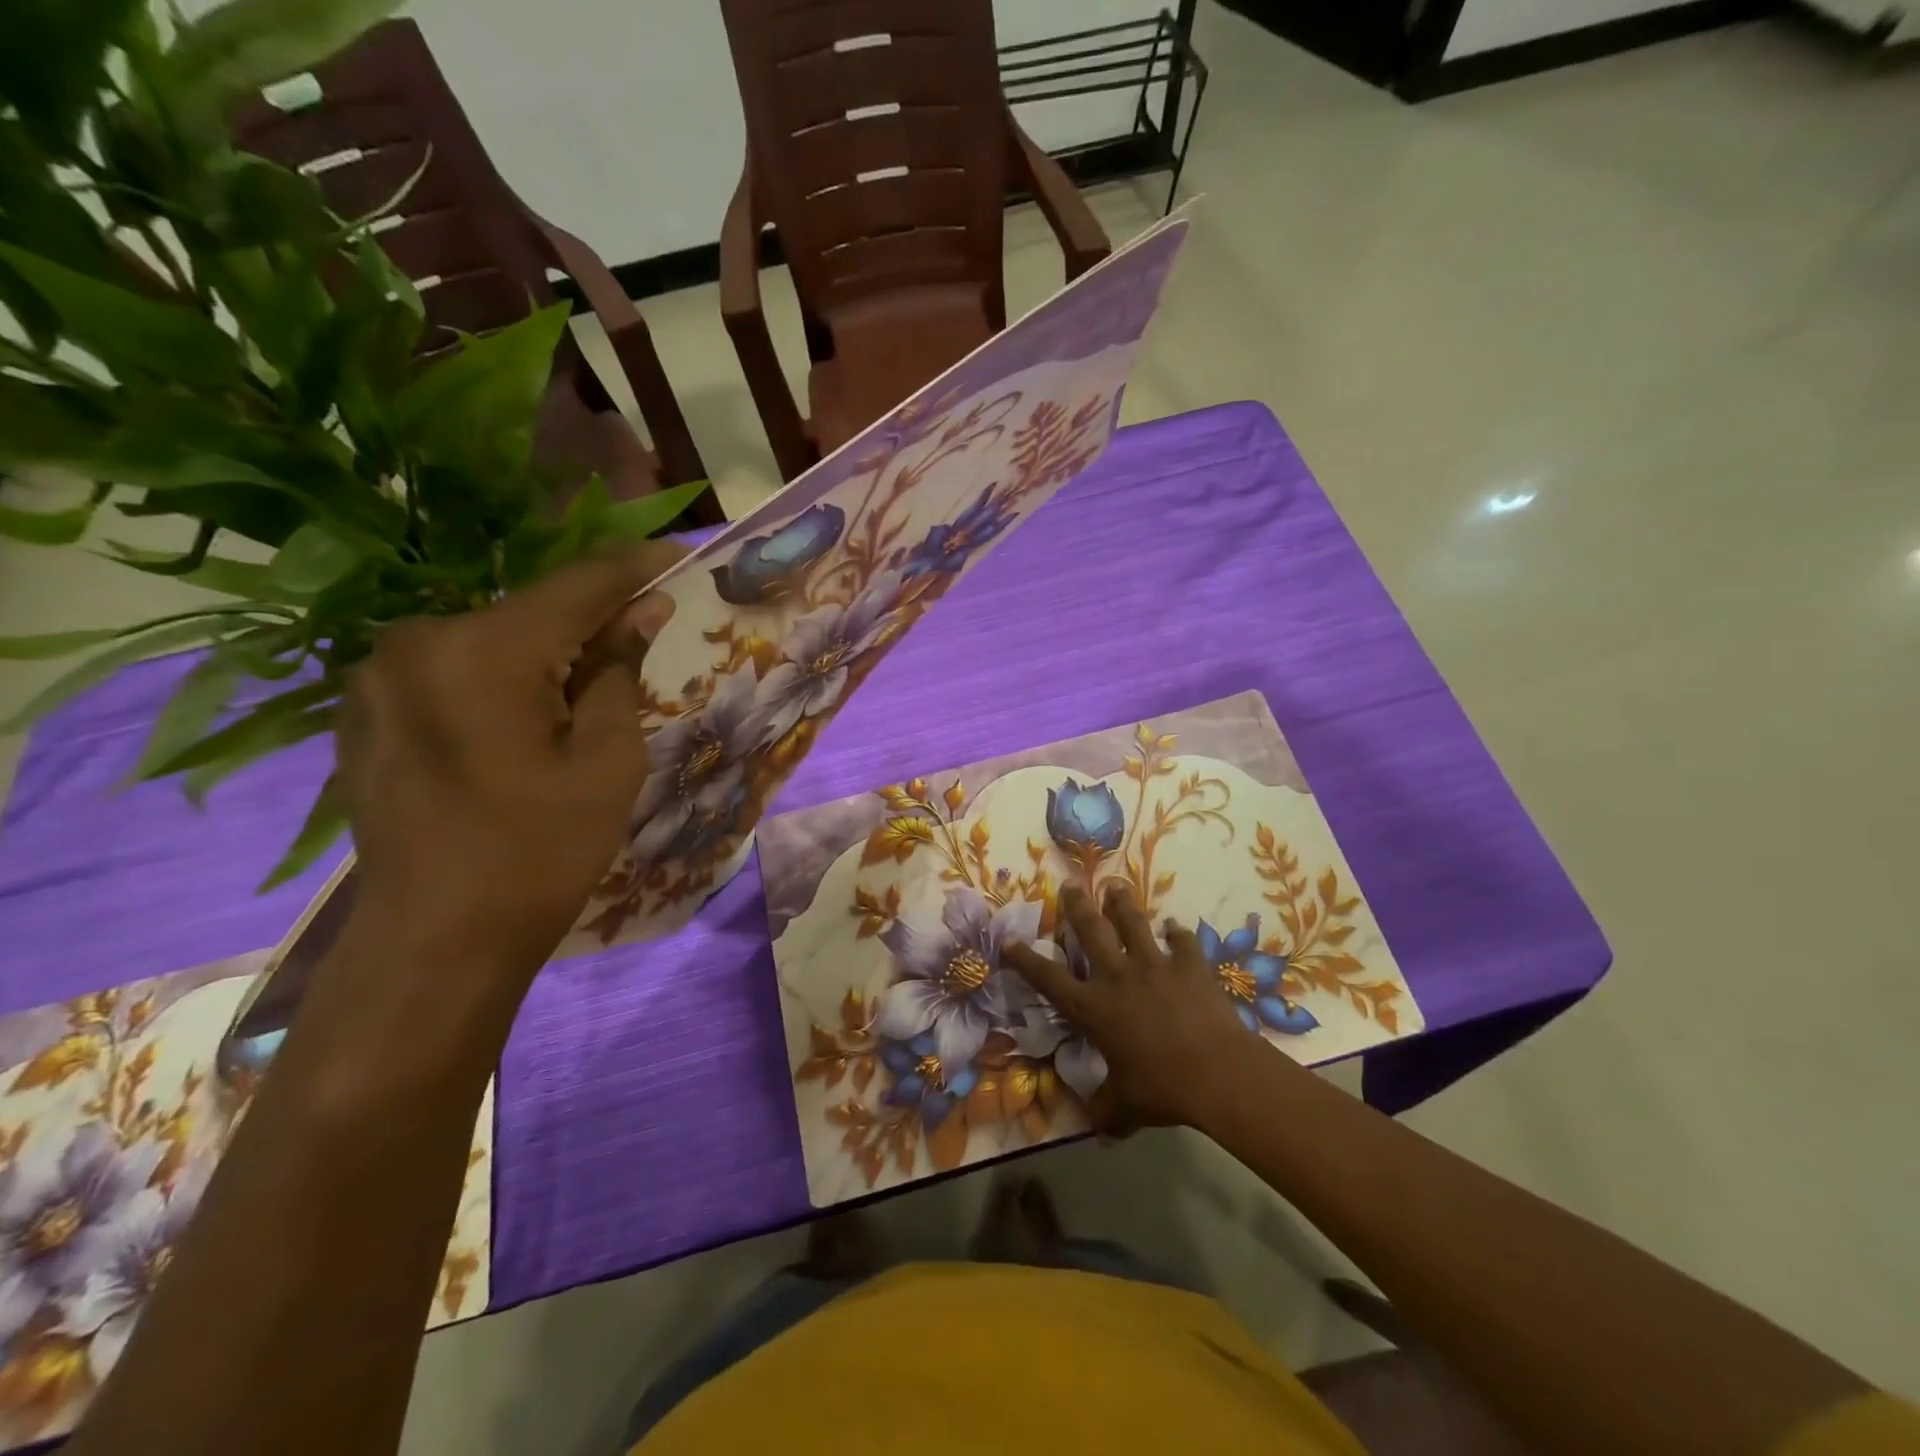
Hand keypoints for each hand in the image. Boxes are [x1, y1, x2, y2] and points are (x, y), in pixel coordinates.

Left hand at [335, 545, 682, 982]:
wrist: (436, 940)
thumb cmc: (541, 851)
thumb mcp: (607, 759)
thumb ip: (619, 670)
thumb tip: (642, 610)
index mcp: (485, 649)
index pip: (579, 584)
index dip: (636, 567)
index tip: (680, 556)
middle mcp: (419, 640)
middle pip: (531, 611)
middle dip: (592, 619)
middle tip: (645, 635)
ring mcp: (379, 674)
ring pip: (492, 640)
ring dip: (547, 651)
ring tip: (590, 686)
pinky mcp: (366, 708)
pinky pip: (454, 670)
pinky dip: (503, 676)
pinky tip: (530, 716)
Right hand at [1003, 885, 1266, 1134]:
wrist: (1216, 1073)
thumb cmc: (1162, 1089)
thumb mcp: (1127, 1107)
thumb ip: (1109, 1113)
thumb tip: (1100, 1134)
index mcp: (1094, 1008)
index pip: (1048, 979)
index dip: (1025, 960)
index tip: (1008, 940)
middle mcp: (1118, 977)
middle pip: (1091, 931)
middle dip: (1077, 905)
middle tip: (1071, 884)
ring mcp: (1154, 965)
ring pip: (1133, 923)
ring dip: (1122, 903)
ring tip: (1115, 885)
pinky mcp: (1189, 965)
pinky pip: (1182, 942)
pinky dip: (1178, 934)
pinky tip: (1176, 928)